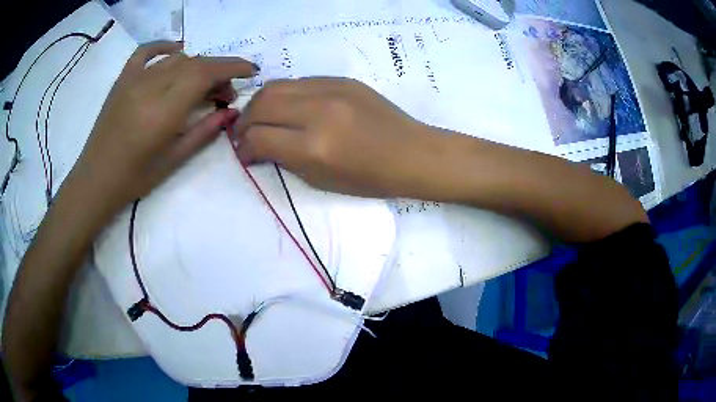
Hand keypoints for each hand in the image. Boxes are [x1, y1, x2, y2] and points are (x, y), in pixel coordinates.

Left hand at [69, 41, 257, 215]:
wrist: (96, 179)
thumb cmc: (135, 177)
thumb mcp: (174, 160)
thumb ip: (204, 131)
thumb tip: (232, 111)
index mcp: (164, 110)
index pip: (205, 73)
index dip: (232, 66)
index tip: (251, 71)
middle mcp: (151, 86)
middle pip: (194, 63)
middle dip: (218, 71)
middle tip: (225, 94)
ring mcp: (134, 79)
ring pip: (176, 58)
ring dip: (197, 66)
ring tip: (201, 86)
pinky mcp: (123, 79)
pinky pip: (146, 51)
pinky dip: (164, 46)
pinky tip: (176, 51)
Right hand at [234, 78, 436, 196]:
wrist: (411, 153)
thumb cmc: (369, 178)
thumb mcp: (320, 180)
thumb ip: (284, 159)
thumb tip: (258, 145)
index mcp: (313, 146)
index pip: (259, 137)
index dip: (244, 148)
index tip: (244, 154)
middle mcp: (317, 112)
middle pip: (261, 105)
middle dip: (244, 121)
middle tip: (243, 133)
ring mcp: (331, 90)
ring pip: (276, 86)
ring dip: (259, 104)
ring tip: (259, 117)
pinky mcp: (342, 80)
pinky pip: (299, 82)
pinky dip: (284, 95)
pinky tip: (287, 107)